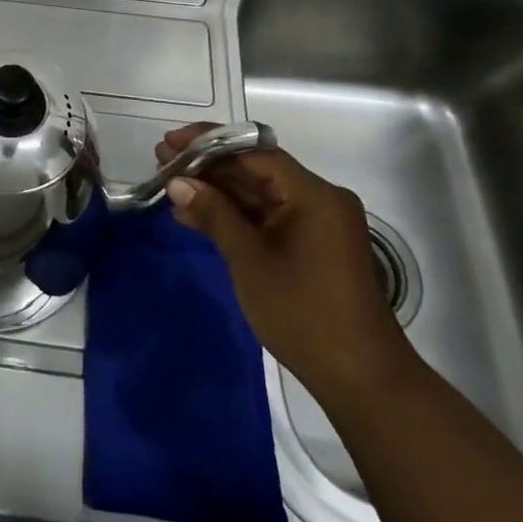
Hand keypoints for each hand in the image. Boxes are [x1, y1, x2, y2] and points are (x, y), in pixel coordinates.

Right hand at [160, 125, 416, 405]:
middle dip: (208, 166)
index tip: (171, 143)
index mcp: (313, 194)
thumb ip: (213, 214)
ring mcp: (316, 224)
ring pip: (258, 194)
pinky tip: (196, 215)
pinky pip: (267, 217)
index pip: (254, 153)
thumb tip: (177, 182)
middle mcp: (318, 200)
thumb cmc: (302, 311)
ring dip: (217, 190)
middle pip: (255, 170)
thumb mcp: (249, 259)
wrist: (360, 378)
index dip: (208, 143)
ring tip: (171, 184)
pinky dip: (234, 215)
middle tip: (162, 161)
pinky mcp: (311, 246)